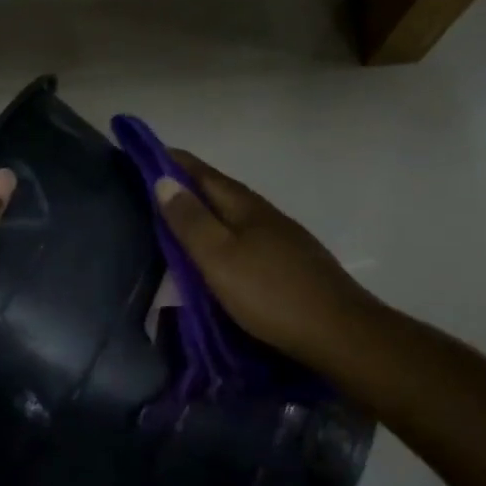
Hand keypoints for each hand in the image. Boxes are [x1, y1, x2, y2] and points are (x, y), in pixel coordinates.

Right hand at [155, 150, 374, 374]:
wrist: (339, 333)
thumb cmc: (271, 293)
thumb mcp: (220, 258)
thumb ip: (191, 222)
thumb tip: (163, 180)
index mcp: (247, 209)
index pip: (205, 175)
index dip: (176, 162)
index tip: (146, 152)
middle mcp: (267, 217)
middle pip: (222, 193)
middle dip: (189, 186)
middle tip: (153, 187)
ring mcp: (284, 242)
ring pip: (237, 218)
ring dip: (208, 213)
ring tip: (180, 221)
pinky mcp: (292, 267)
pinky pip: (247, 241)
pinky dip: (225, 238)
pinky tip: (219, 255)